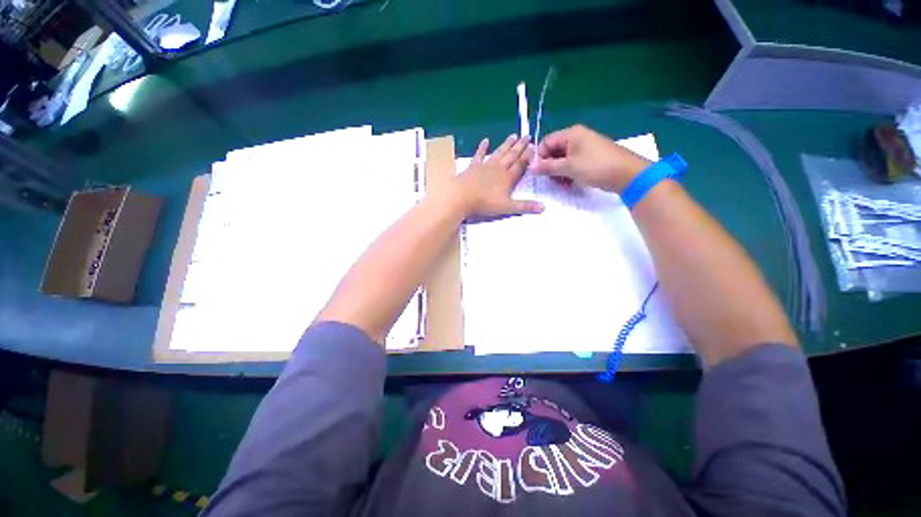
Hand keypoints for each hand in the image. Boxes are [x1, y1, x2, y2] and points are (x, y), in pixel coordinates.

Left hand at [453, 134, 543, 216]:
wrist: (461, 197)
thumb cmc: (484, 203)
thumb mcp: (507, 208)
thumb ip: (524, 206)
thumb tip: (544, 207)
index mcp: (508, 178)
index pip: (521, 165)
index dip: (528, 156)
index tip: (535, 146)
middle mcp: (498, 169)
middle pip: (511, 156)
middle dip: (520, 146)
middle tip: (527, 135)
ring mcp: (485, 166)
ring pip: (499, 153)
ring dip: (506, 144)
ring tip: (513, 135)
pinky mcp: (473, 166)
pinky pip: (479, 155)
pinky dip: (482, 147)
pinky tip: (485, 140)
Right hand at [532, 125, 651, 192]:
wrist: (627, 174)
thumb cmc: (596, 166)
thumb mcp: (569, 167)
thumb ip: (548, 167)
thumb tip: (530, 167)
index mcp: (571, 134)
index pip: (546, 142)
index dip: (539, 157)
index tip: (538, 172)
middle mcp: (577, 137)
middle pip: (553, 151)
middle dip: (549, 166)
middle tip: (550, 180)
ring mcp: (584, 147)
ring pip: (562, 159)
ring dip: (558, 172)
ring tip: (561, 184)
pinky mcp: (589, 157)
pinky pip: (572, 163)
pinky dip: (567, 173)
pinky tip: (569, 183)